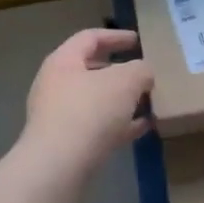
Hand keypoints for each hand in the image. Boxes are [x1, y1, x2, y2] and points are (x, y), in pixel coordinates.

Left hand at [22, 28, 154, 173]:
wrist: (59, 166)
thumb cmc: (90, 111)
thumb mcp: (126, 81)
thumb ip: (140, 70)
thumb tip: (143, 74)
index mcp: (64, 61)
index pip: (90, 38)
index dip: (116, 36)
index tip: (138, 41)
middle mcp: (56, 85)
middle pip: (91, 70)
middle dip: (120, 71)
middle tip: (144, 73)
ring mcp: (59, 116)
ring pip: (96, 101)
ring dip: (121, 100)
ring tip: (147, 101)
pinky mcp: (66, 144)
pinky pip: (97, 127)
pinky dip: (119, 125)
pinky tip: (142, 127)